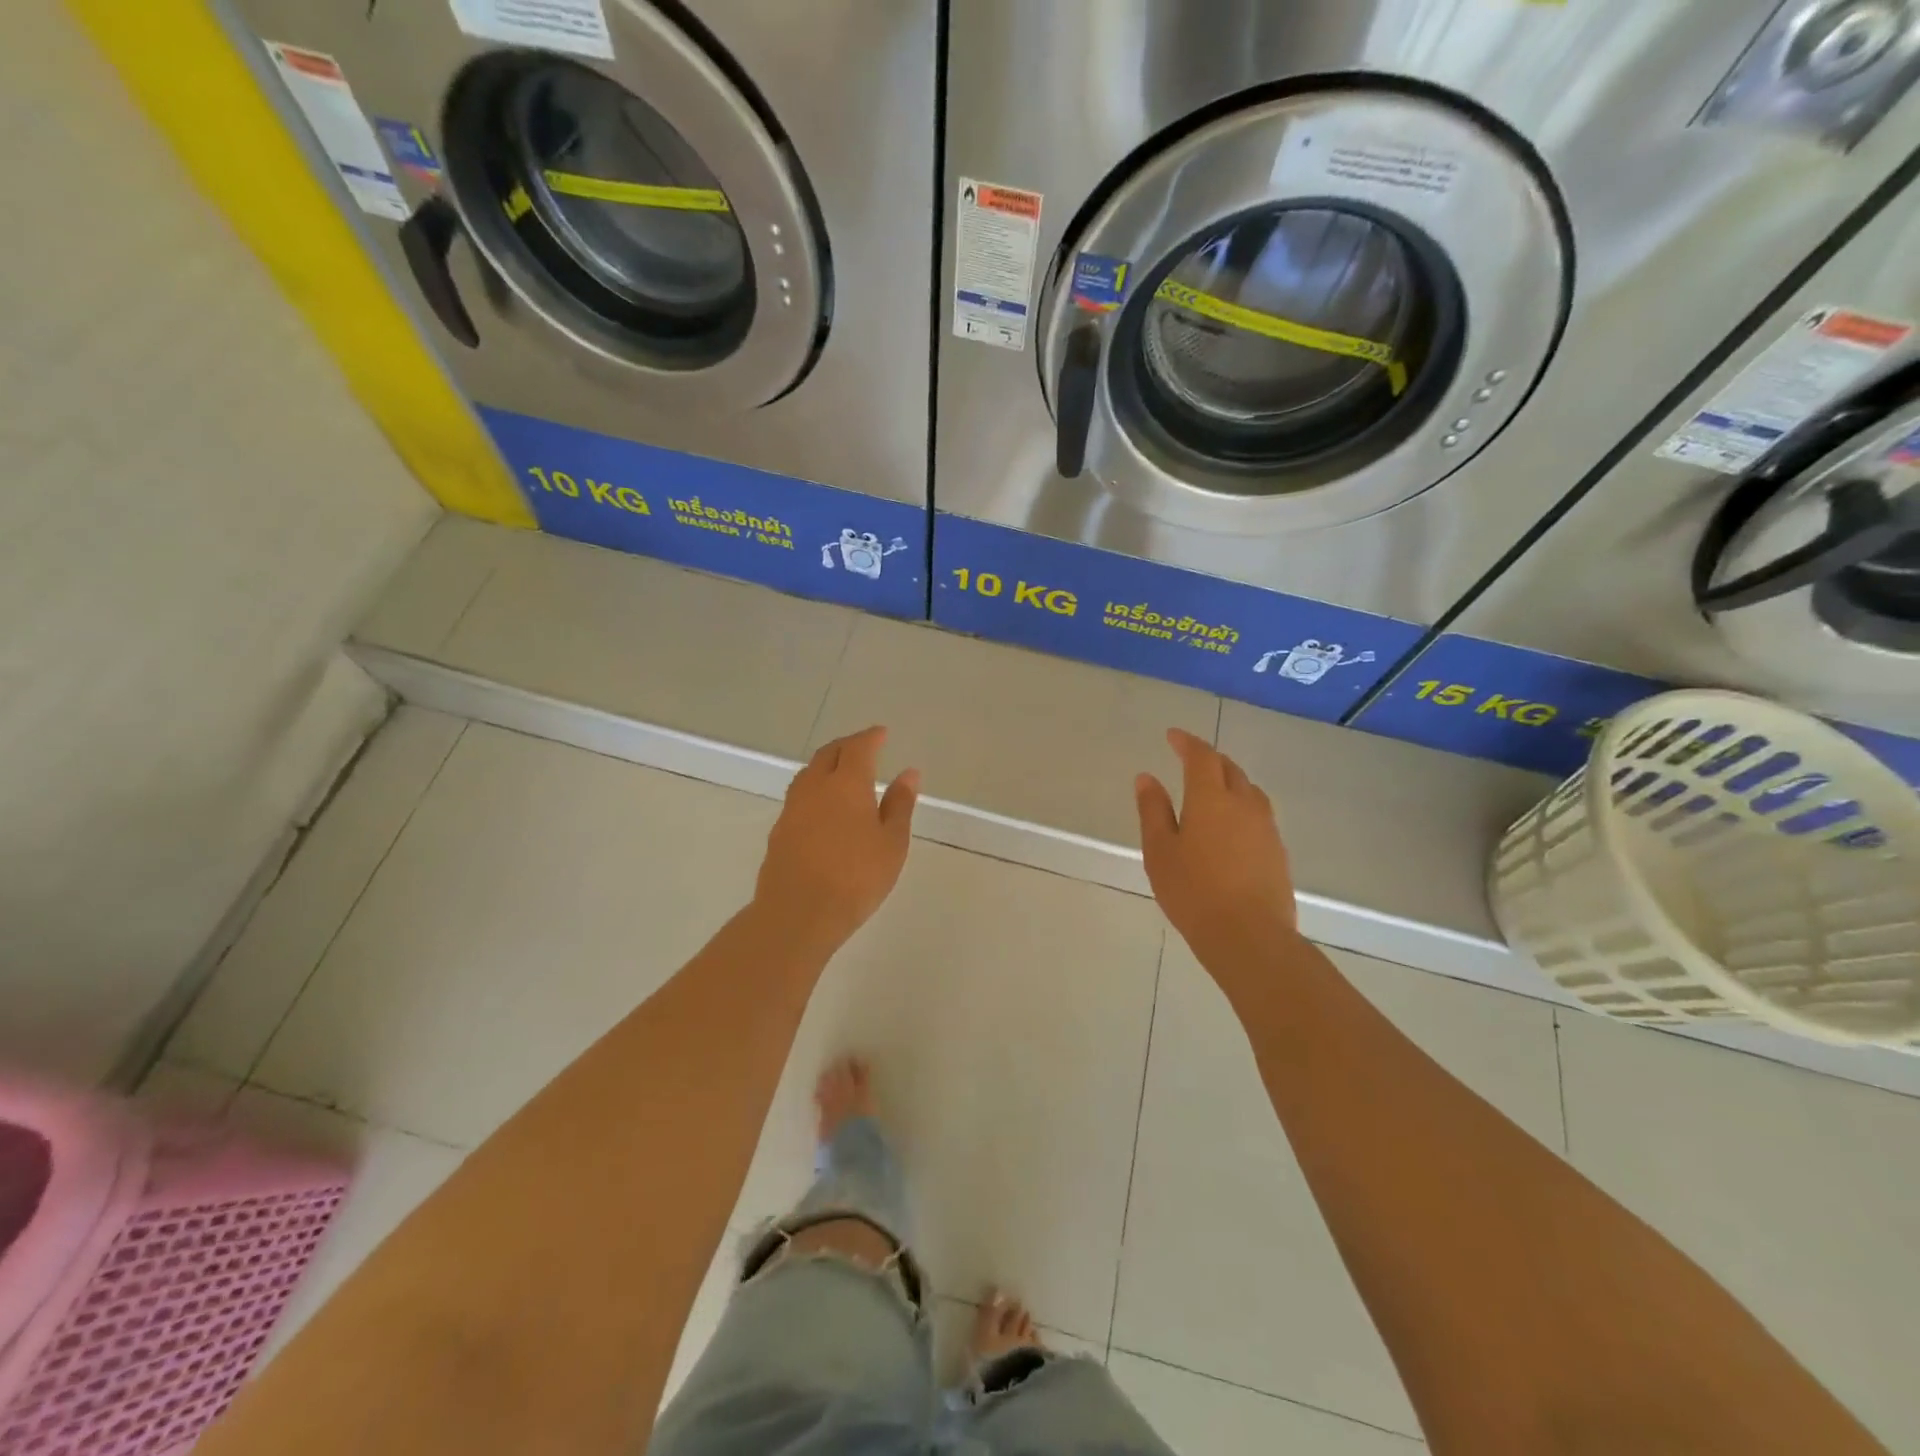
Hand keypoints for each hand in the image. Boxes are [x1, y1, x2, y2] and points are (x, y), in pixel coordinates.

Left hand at [756, 726, 919, 948]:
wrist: (797, 913)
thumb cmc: (856, 878)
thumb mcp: (891, 843)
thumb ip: (900, 805)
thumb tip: (908, 773)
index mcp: (847, 784)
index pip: (859, 748)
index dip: (871, 737)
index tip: (882, 733)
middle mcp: (816, 787)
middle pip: (829, 754)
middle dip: (847, 745)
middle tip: (863, 747)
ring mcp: (793, 808)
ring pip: (809, 773)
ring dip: (827, 765)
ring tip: (842, 772)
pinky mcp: (780, 830)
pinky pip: (799, 796)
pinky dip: (815, 788)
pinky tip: (823, 806)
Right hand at [1135, 728, 1297, 974]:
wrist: (1249, 936)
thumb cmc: (1193, 891)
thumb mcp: (1160, 851)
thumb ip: (1153, 810)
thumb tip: (1147, 777)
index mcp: (1210, 798)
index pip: (1201, 756)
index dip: (1187, 742)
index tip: (1172, 736)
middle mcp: (1243, 804)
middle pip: (1229, 768)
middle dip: (1209, 759)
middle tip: (1190, 759)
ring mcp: (1266, 827)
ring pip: (1248, 790)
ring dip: (1229, 780)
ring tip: (1212, 789)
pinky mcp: (1277, 850)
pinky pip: (1258, 813)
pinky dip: (1241, 806)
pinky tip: (1231, 825)